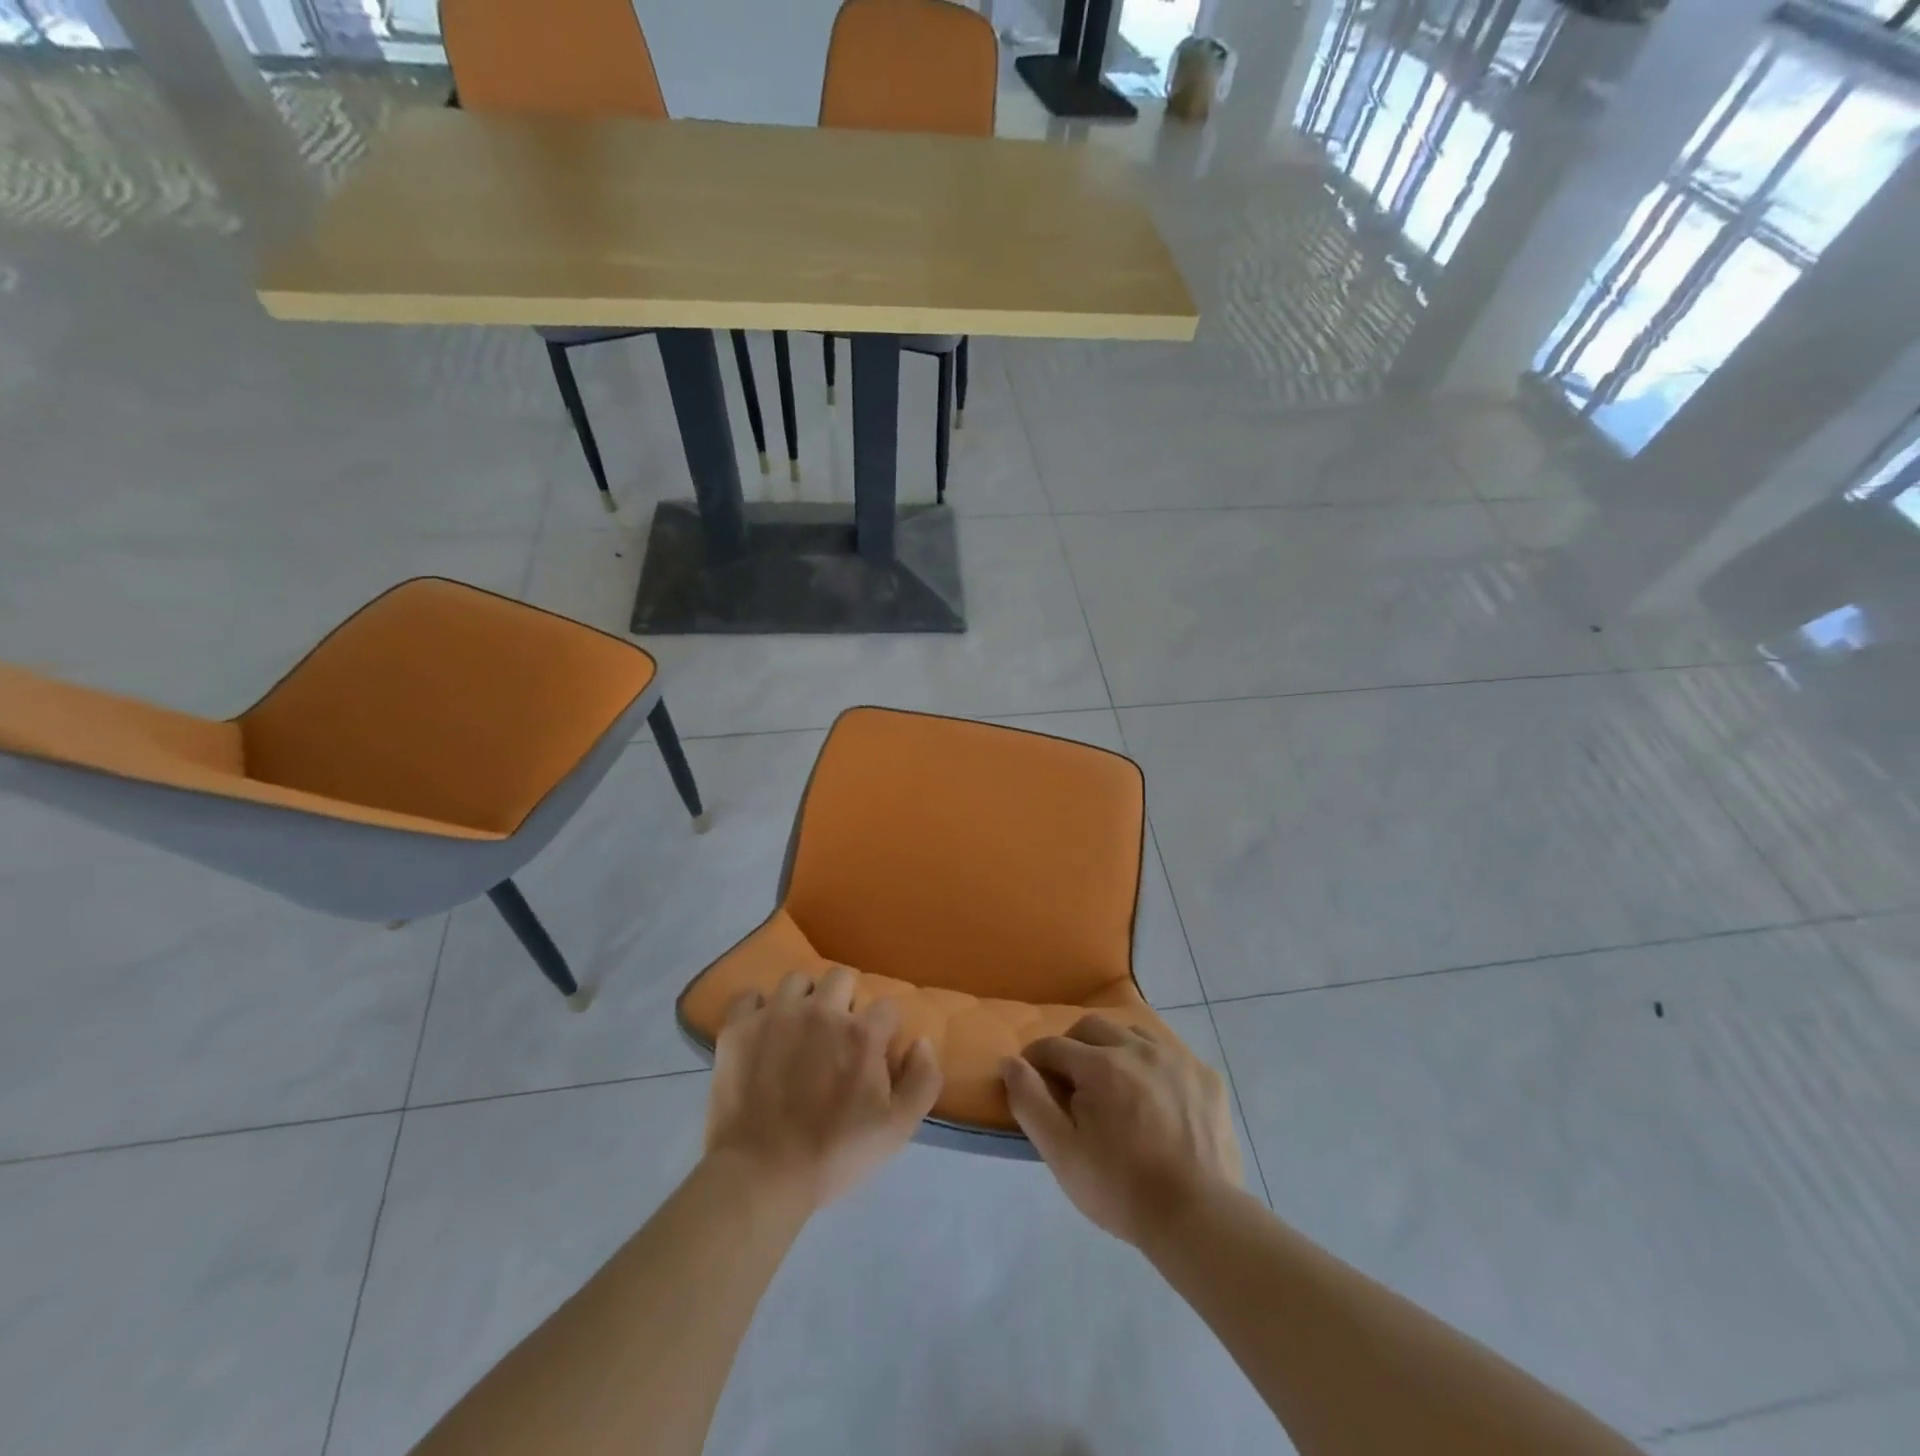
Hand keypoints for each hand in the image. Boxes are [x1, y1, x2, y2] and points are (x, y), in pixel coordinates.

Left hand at [705, 965, 941, 1212]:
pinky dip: (756, 1008)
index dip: (884, 1030)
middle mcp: (821, 1011)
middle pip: (842, 978)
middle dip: (845, 1001)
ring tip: (798, 1030)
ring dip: (804, 999)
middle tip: (836, 1037)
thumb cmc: (833, 1155)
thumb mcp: (897, 1130)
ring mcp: (776, 1015)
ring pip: (797, 980)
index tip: (874, 1055)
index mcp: (861, 1033)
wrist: (760, 1177)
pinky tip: (761, 1031)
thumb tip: (921, 1041)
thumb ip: (923, 1080)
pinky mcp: (739, 1027)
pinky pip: (749, 995)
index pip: (886, 1006)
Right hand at [1002, 1015, 1240, 1246]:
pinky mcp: (1207, 1077)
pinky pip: (1170, 1055)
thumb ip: (1030, 1101)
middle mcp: (1138, 1048)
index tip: (1033, 1081)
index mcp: (1100, 1064)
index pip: (1053, 1046)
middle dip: (1072, 1046)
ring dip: (1114, 1049)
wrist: (1197, 1217)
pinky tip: (1156, 1099)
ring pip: (1133, 1033)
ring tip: (1114, 1085)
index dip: (1036, 1061)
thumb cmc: (1120, 1188)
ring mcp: (1177, 1059)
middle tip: (1071, 1082)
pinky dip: (1153, 1067)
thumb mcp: (1061, 1153)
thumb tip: (1010, 1062)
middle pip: (1092, 1027)